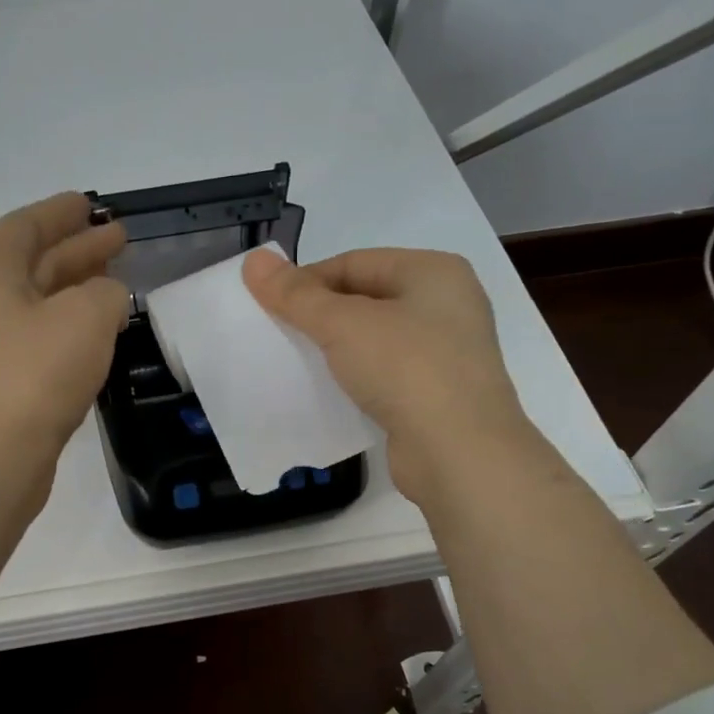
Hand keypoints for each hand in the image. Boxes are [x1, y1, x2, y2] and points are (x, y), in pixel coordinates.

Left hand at [0, 192, 128, 478]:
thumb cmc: (36, 374)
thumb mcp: (86, 317)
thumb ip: (105, 293)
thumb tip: (105, 299)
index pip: (24, 227)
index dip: (59, 213)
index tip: (90, 205)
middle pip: (33, 262)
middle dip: (77, 248)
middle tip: (118, 238)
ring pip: (38, 301)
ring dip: (76, 286)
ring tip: (116, 279)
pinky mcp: (1, 379)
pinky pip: (39, 335)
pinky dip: (69, 324)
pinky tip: (98, 331)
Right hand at [242, 246, 527, 503]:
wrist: (460, 453)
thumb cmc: (405, 368)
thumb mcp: (342, 324)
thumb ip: (296, 294)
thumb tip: (253, 260)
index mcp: (433, 272)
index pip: (354, 262)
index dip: (307, 280)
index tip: (270, 306)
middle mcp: (447, 304)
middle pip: (366, 297)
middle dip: (320, 315)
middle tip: (280, 334)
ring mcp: (447, 352)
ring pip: (375, 338)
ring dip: (336, 348)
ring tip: (299, 363)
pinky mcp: (439, 393)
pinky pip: (386, 373)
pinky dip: (356, 377)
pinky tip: (330, 392)